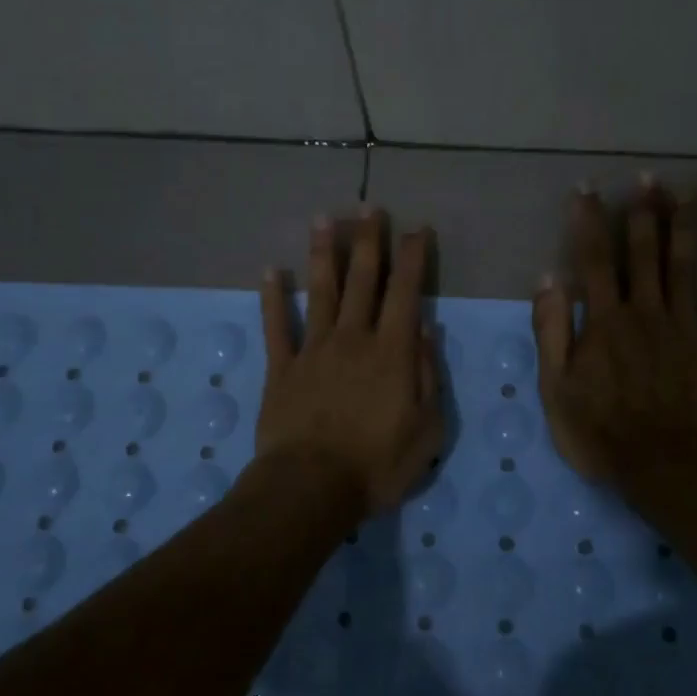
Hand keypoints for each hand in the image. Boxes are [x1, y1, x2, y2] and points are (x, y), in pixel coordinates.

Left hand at [256, 209, 445, 514]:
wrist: (311, 488)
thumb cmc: (377, 465)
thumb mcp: (426, 429)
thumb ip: (427, 375)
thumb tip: (424, 330)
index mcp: (391, 352)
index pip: (405, 293)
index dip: (412, 258)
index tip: (417, 229)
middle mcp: (353, 339)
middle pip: (362, 280)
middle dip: (368, 241)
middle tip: (369, 207)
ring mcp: (313, 350)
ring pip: (320, 292)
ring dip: (323, 254)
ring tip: (324, 219)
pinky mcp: (281, 368)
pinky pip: (276, 326)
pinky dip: (272, 298)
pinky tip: (270, 271)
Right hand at [532, 182, 696, 482]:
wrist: (665, 468)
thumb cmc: (601, 431)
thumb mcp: (555, 387)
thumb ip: (551, 331)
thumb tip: (548, 278)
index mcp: (605, 320)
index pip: (593, 259)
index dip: (588, 221)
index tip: (586, 188)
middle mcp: (646, 311)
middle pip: (644, 253)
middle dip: (643, 212)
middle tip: (648, 177)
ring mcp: (686, 328)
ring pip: (686, 267)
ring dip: (686, 228)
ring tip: (688, 193)